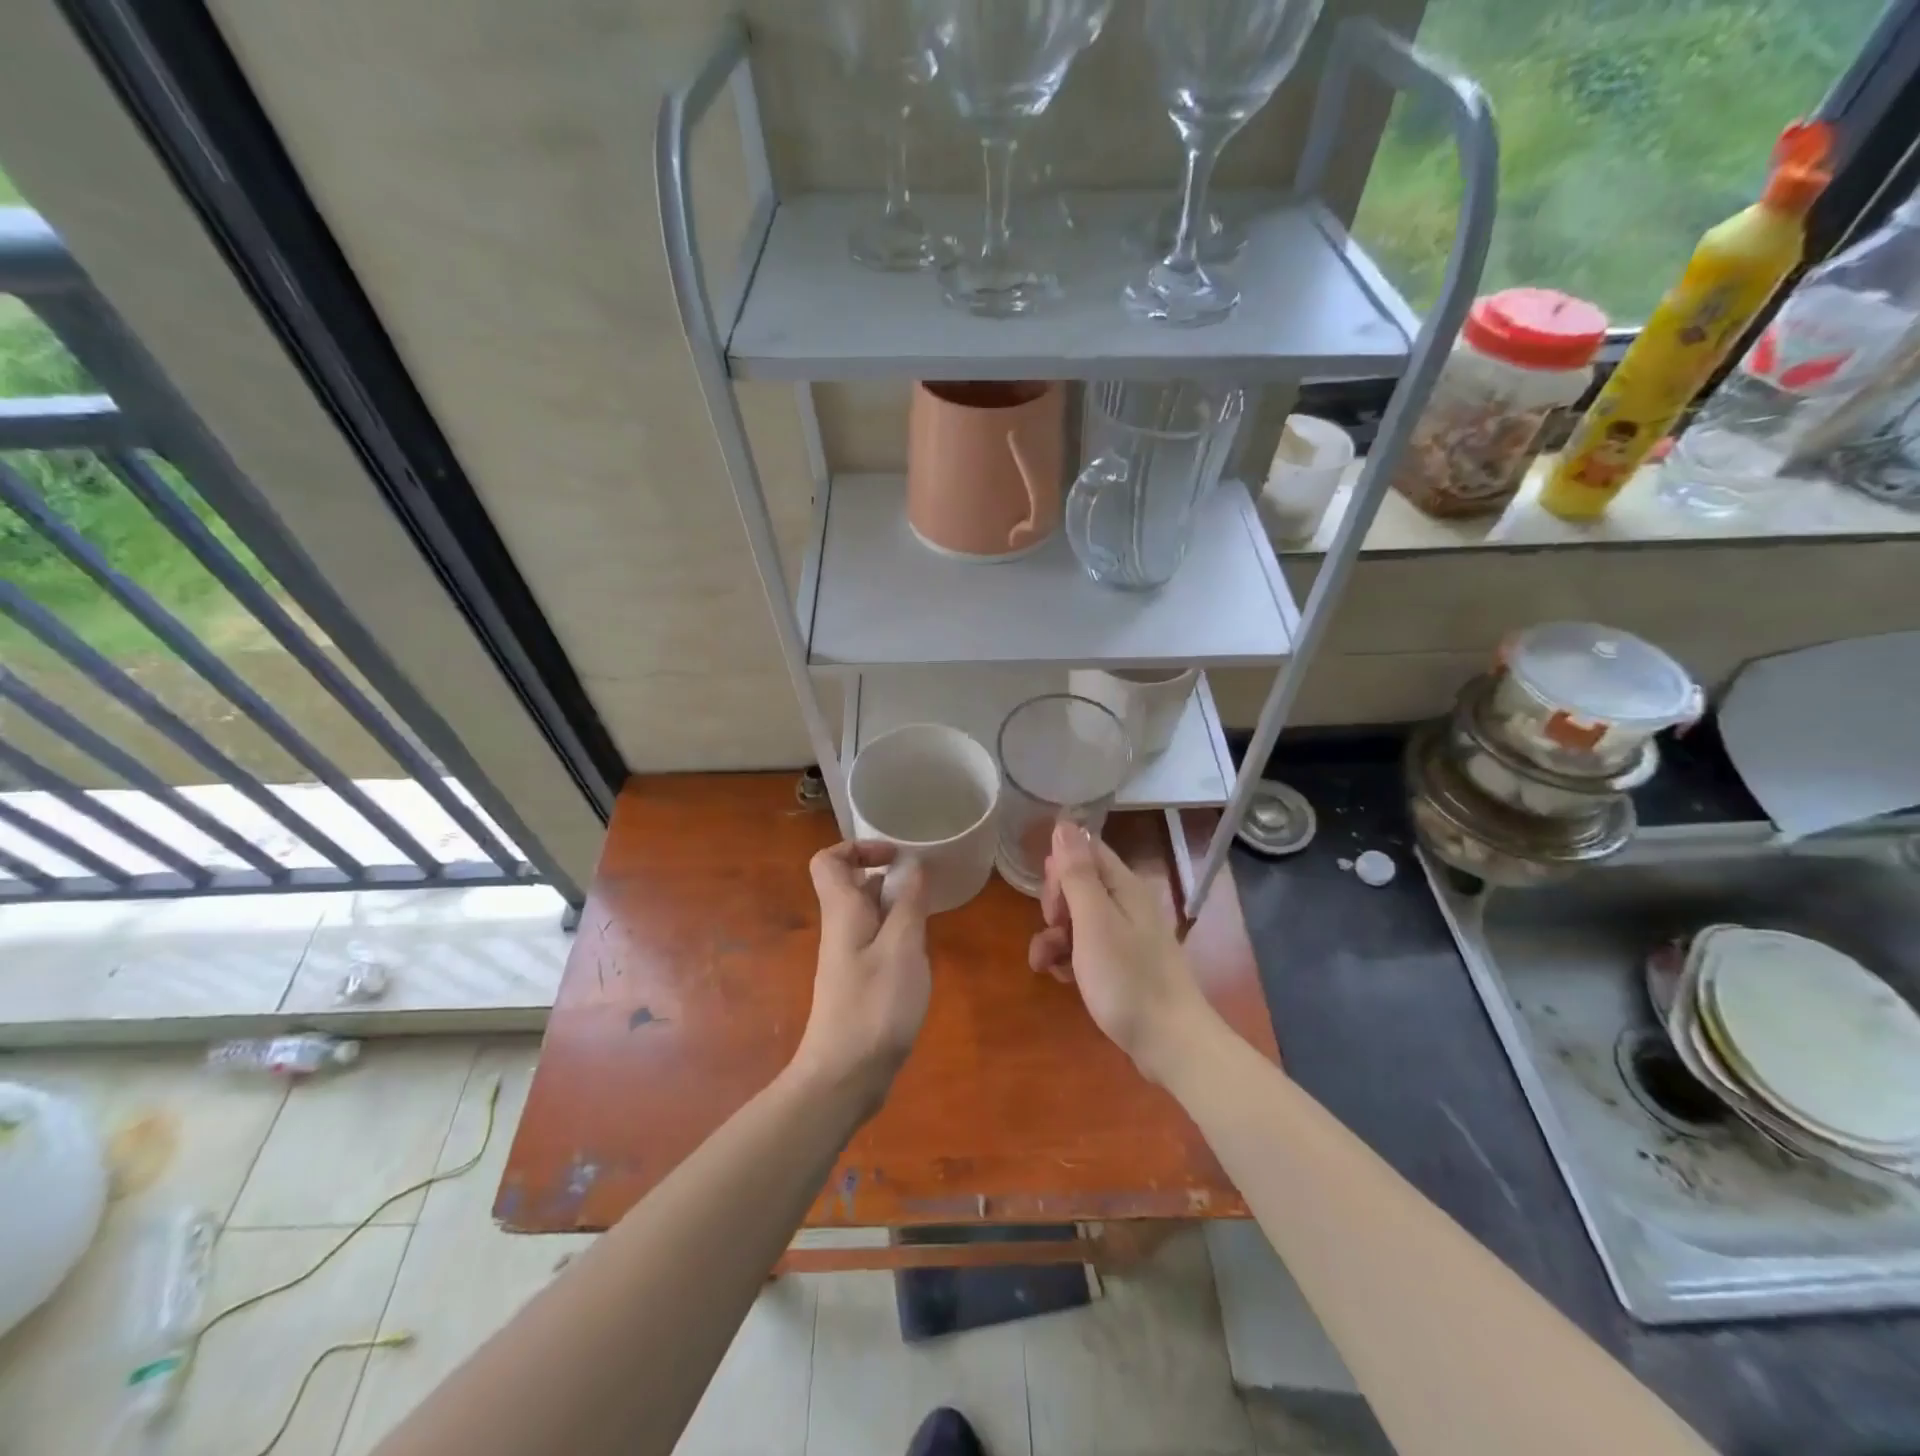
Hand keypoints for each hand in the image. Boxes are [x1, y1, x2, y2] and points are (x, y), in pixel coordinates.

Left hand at [790, 841, 930, 1110]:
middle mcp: (840, 928)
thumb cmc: (874, 1007)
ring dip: (898, 906)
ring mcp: (848, 956)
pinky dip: (899, 935)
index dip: (858, 848)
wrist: (845, 1076)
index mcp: (842, 912)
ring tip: (929, 917)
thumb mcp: (902, 948)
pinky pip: (877, 940)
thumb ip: (909, 904)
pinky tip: (921, 953)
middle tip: (924, 885)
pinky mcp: (859, 981)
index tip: (896, 856)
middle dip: (888, 876)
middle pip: (853, 884)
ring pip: (869, 913)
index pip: (828, 861)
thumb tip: (913, 866)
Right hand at [1028, 821, 1215, 1083]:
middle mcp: (1126, 904)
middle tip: (1056, 930)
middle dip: (1055, 905)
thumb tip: (1064, 823)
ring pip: (1077, 919)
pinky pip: (1085, 947)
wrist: (1170, 1044)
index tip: (1052, 899)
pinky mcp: (1121, 965)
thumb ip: (1077, 873)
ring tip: (1047, 964)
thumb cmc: (1128, 979)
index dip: (1060, 867)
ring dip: (1054, 936)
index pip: (1086, 851)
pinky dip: (1068, 958)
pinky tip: (1061, 978)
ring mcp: (1125, 936)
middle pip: (1078, 884)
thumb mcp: (1094, 922)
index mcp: (1124, 886)